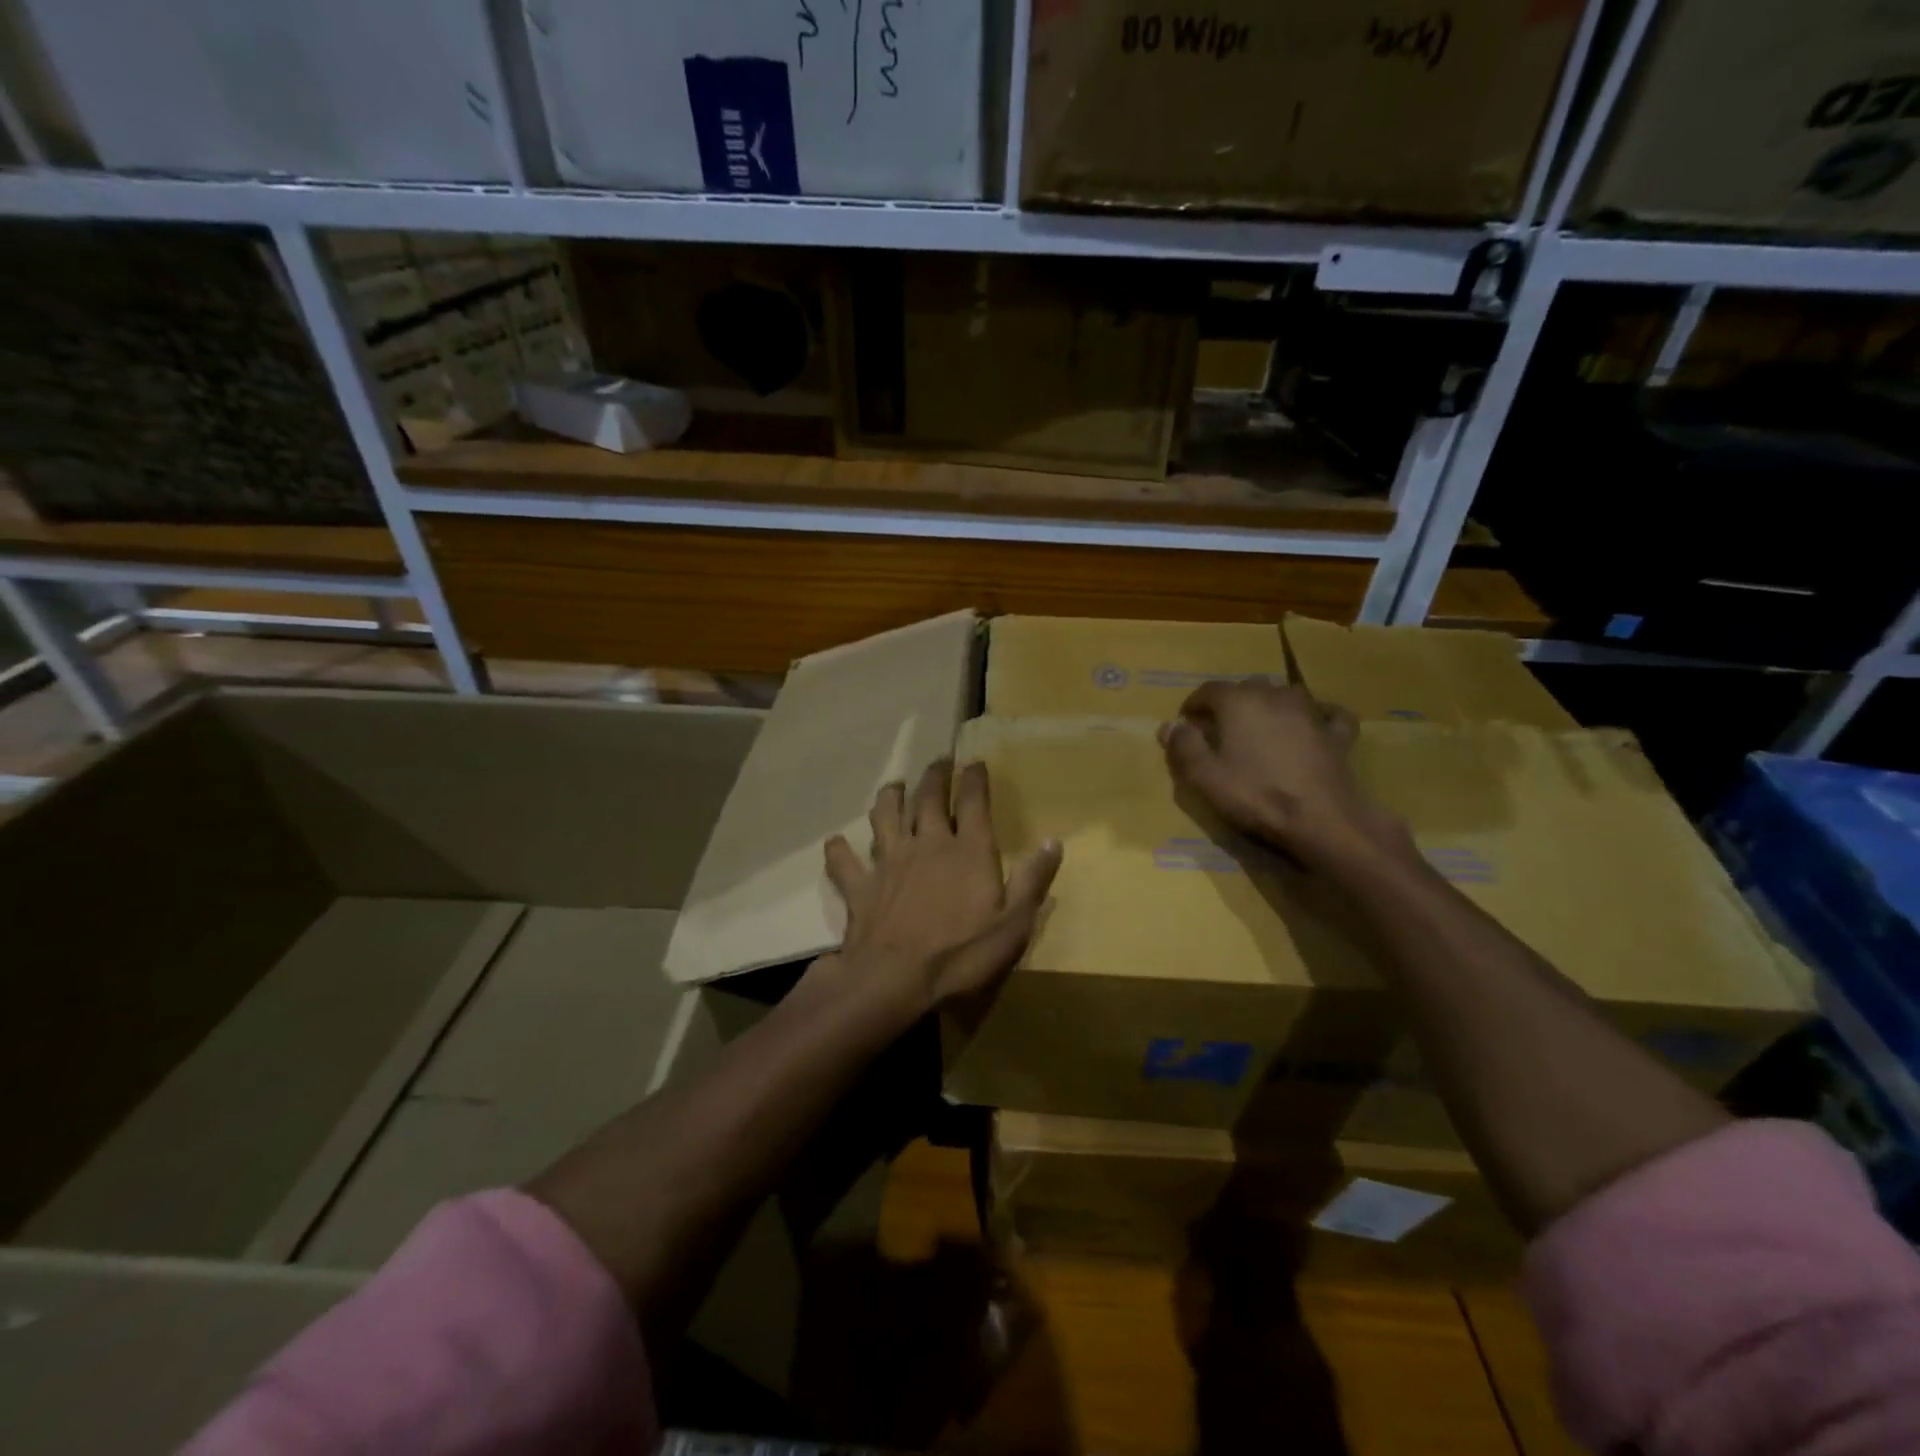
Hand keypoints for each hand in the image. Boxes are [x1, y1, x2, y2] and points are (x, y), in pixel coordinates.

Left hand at [817, 759, 1061, 1017]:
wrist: (894, 978)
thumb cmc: (961, 954)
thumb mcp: (1013, 924)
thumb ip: (1033, 880)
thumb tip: (1054, 841)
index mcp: (968, 851)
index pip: (973, 802)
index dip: (975, 778)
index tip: (976, 763)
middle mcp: (927, 844)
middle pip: (929, 798)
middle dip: (936, 776)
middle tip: (940, 761)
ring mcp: (890, 861)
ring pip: (886, 816)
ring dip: (890, 797)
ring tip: (894, 785)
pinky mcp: (861, 885)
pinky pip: (845, 861)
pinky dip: (839, 850)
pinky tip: (836, 843)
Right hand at [1160, 680, 1397, 867]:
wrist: (1320, 819)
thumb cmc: (1256, 795)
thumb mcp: (1205, 777)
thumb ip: (1184, 747)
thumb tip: (1169, 725)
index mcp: (1239, 702)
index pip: (1208, 690)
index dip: (1193, 705)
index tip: (1186, 723)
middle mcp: (1274, 695)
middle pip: (1245, 688)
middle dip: (1229, 704)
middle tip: (1219, 729)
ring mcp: (1311, 711)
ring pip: (1284, 694)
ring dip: (1268, 705)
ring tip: (1259, 727)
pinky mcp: (1336, 732)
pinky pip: (1327, 713)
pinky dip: (1317, 714)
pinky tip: (1314, 723)